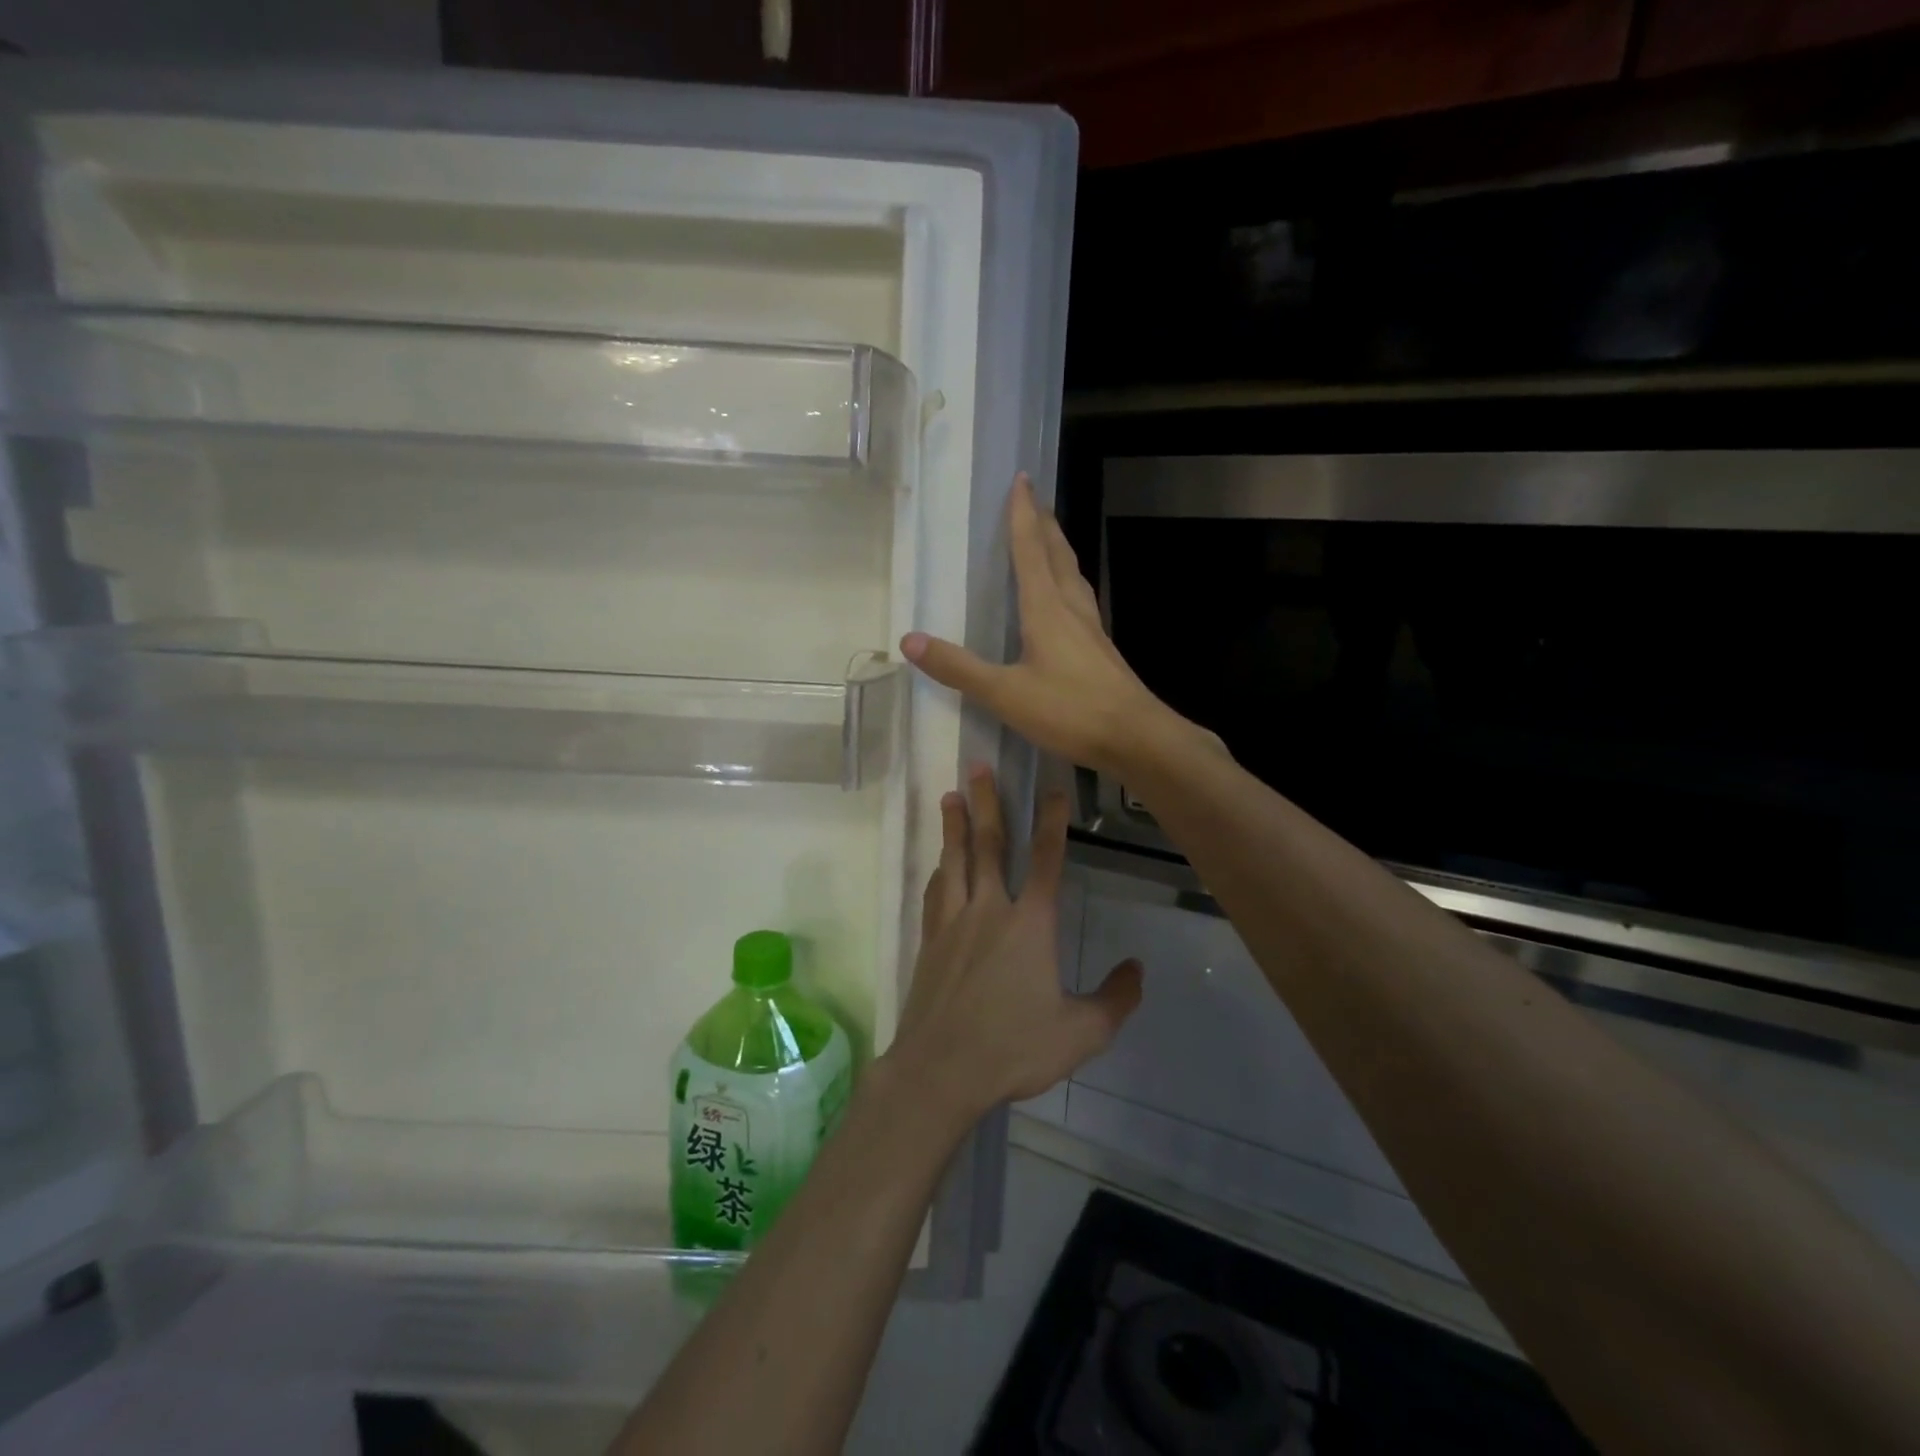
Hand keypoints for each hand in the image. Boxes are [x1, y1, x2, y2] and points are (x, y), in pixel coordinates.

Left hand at [880, 767, 1141, 1126]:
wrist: (940, 1070)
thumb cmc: (1013, 1048)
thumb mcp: (1081, 1033)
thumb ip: (1115, 999)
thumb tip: (1137, 968)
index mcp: (1030, 924)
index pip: (1046, 859)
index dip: (1052, 821)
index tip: (1052, 789)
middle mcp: (989, 910)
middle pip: (989, 845)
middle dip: (987, 803)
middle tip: (978, 767)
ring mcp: (954, 923)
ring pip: (955, 861)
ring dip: (954, 826)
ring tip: (950, 796)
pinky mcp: (930, 942)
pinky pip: (935, 894)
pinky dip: (939, 871)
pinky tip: (938, 864)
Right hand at [900, 473, 1200, 776]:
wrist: (1136, 738)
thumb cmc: (1070, 710)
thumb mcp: (1005, 692)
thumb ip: (958, 668)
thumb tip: (909, 640)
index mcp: (1047, 608)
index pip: (1030, 550)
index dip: (1023, 515)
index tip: (1021, 480)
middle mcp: (1072, 610)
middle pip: (1057, 556)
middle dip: (1044, 525)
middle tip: (1035, 500)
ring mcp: (1092, 631)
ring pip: (1074, 578)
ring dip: (1060, 552)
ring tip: (1051, 540)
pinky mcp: (1102, 652)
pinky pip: (1081, 602)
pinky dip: (1068, 585)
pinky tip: (1067, 603)